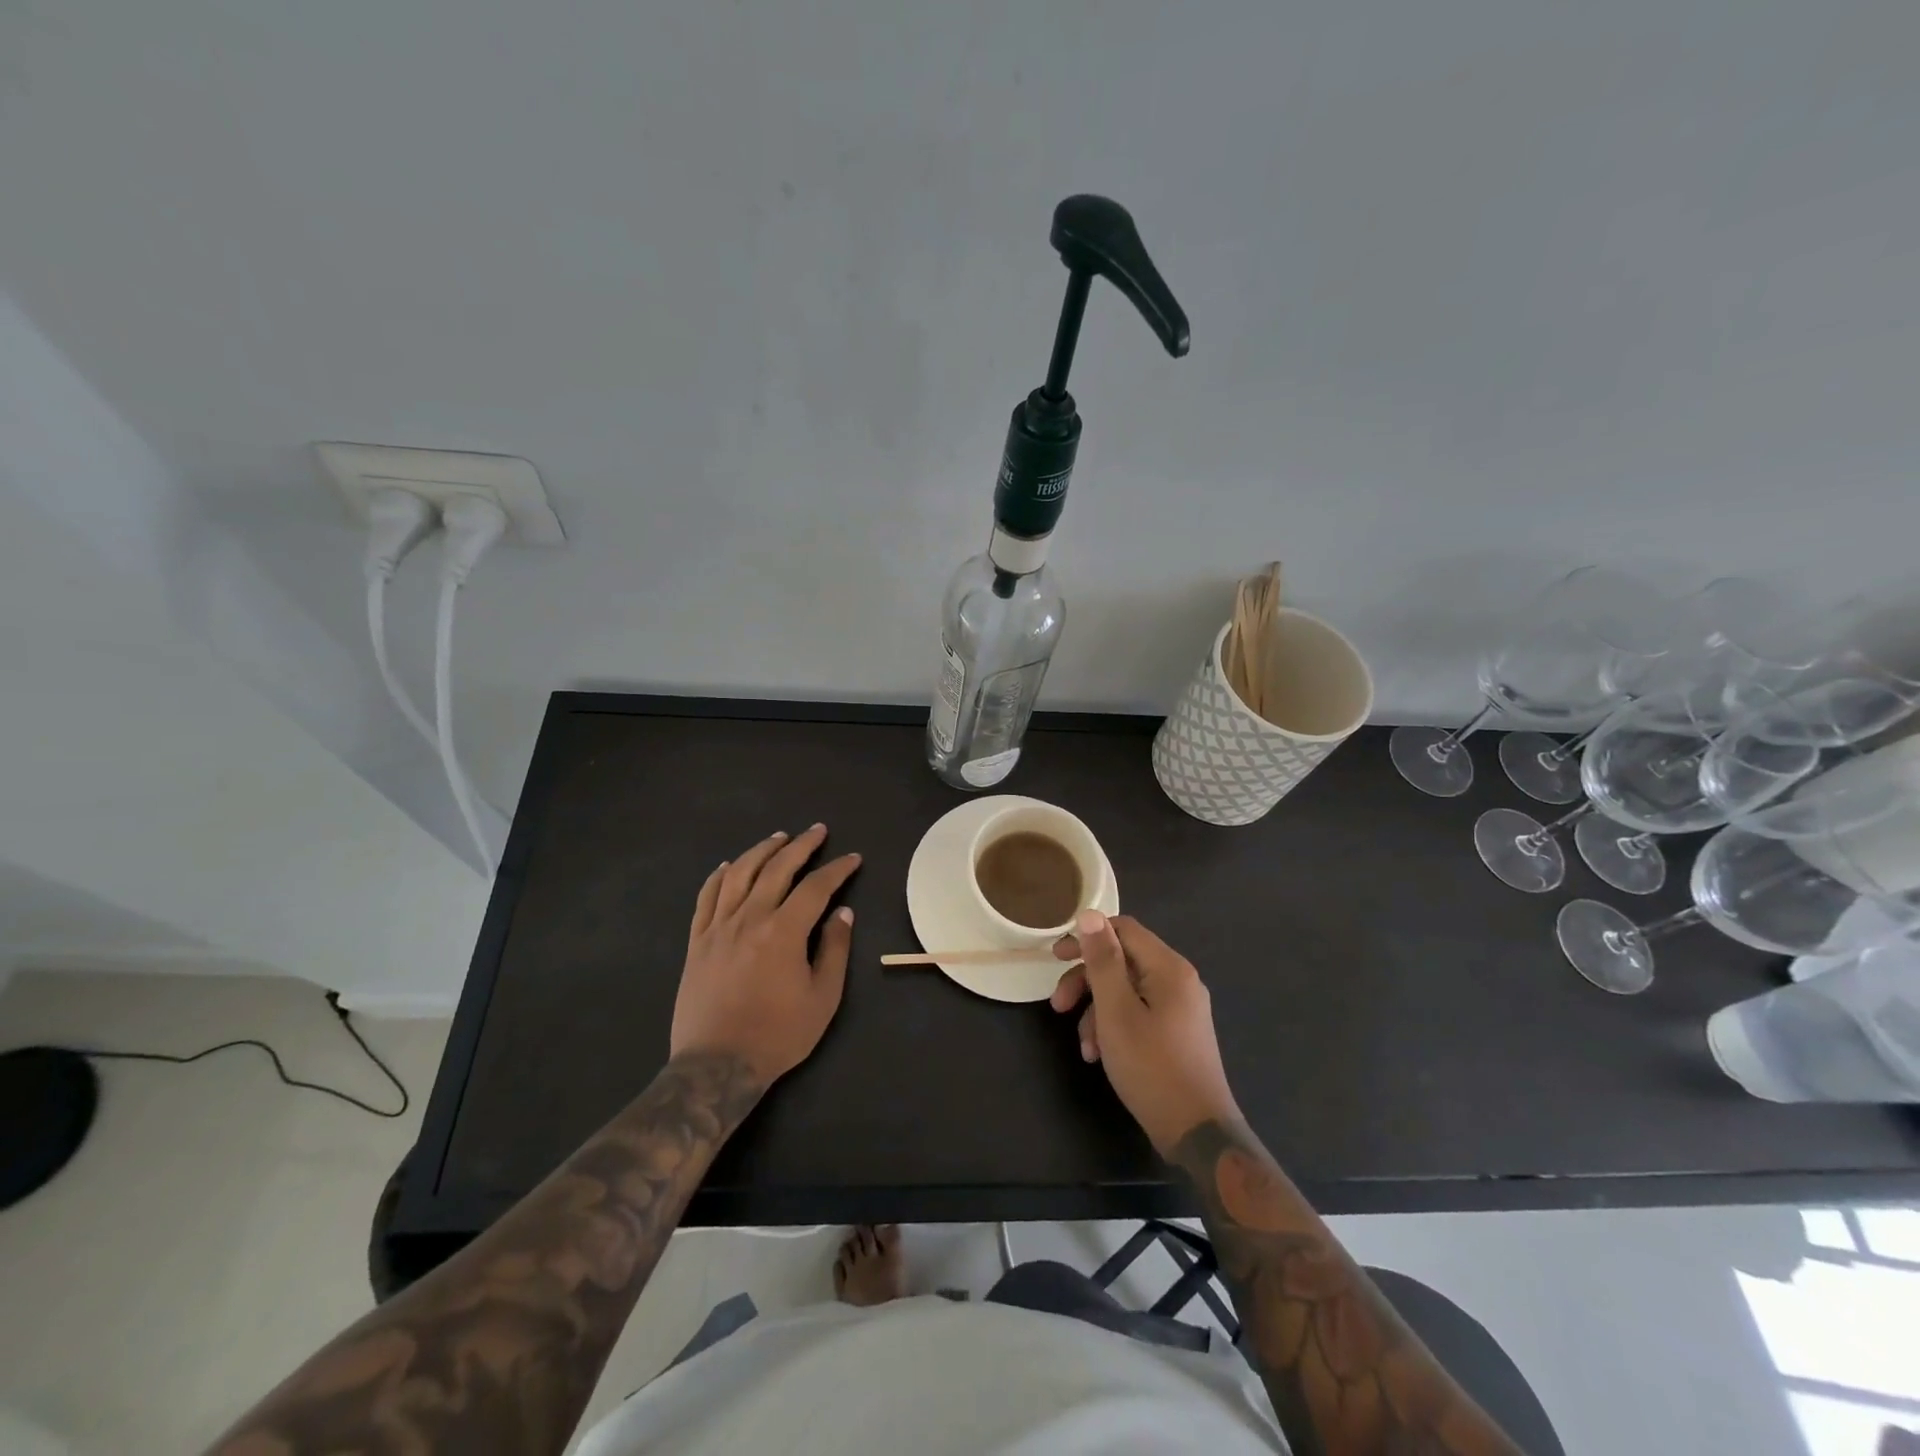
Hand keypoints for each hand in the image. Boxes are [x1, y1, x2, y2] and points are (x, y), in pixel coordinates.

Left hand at [671, 825, 861, 1085]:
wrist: (717, 1065)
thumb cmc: (778, 1034)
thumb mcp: (822, 997)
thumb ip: (834, 949)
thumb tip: (842, 912)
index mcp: (783, 931)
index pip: (815, 887)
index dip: (837, 869)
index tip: (852, 859)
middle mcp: (749, 918)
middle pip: (777, 868)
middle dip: (801, 846)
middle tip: (817, 831)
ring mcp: (718, 927)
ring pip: (739, 874)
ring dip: (762, 851)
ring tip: (778, 837)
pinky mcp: (697, 942)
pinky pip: (706, 897)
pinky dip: (719, 876)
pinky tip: (729, 866)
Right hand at [1051, 911, 1239, 1154]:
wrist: (1198, 1134)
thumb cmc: (1152, 1067)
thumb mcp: (1116, 1012)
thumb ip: (1102, 961)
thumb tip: (1090, 914)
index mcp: (1169, 968)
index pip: (1124, 929)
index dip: (1087, 936)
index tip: (1055, 957)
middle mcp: (1179, 981)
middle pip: (1123, 961)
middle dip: (1086, 981)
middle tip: (1058, 1005)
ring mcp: (1181, 1009)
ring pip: (1127, 991)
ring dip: (1097, 1011)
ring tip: (1082, 1046)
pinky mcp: (1177, 1033)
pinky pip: (1138, 1014)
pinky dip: (1115, 1028)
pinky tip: (1099, 1056)